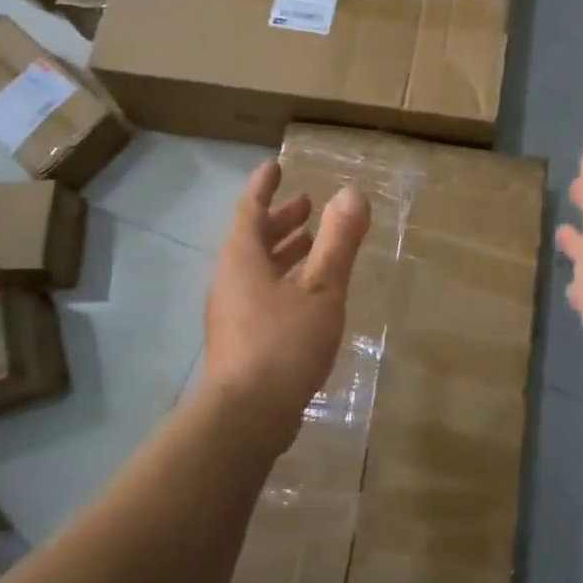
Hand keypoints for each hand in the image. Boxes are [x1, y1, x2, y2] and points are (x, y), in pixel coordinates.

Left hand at [203, 160, 370, 452]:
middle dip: (280, 220)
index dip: (264, 186)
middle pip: (252, 238)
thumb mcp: (322, 289)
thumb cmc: (284, 343)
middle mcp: (230, 279)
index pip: (250, 208)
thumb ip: (338, 243)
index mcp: (243, 258)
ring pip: (256, 269)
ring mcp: (231, 313)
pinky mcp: (238, 341)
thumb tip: (352, 194)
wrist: (246, 417)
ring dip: (282, 252)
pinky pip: (259, 294)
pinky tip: (306, 298)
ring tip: (311, 245)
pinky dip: (282, 281)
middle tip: (307, 206)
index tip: (275, 166)